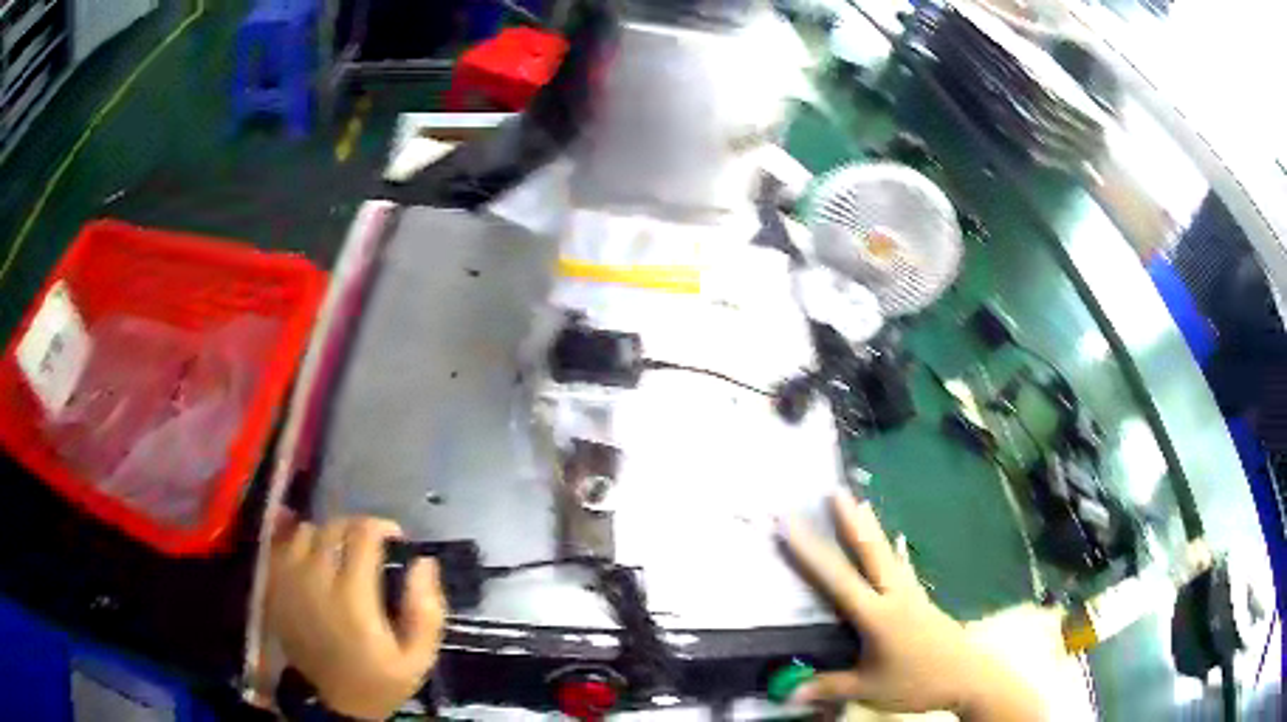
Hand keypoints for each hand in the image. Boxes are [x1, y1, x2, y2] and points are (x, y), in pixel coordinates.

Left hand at [268, 516, 445, 720]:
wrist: (334, 704)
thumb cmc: (380, 681)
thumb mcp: (419, 659)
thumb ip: (426, 611)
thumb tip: (423, 562)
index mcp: (352, 597)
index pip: (363, 535)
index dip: (382, 526)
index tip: (395, 538)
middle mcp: (315, 580)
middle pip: (333, 527)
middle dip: (356, 528)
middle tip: (369, 547)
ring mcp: (288, 582)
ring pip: (305, 531)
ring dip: (326, 537)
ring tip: (338, 555)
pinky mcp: (273, 588)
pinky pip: (281, 546)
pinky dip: (297, 543)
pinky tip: (310, 557)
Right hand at [783, 492, 1042, 720]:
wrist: (966, 676)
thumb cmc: (916, 682)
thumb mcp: (868, 689)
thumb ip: (829, 686)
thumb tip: (788, 692)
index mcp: (877, 615)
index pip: (838, 580)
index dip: (811, 553)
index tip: (792, 524)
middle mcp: (895, 596)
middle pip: (871, 552)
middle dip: (851, 521)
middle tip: (835, 491)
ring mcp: (911, 594)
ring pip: (888, 554)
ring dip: (871, 529)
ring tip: (861, 504)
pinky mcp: (922, 600)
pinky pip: (902, 567)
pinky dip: (892, 551)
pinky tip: (894, 544)